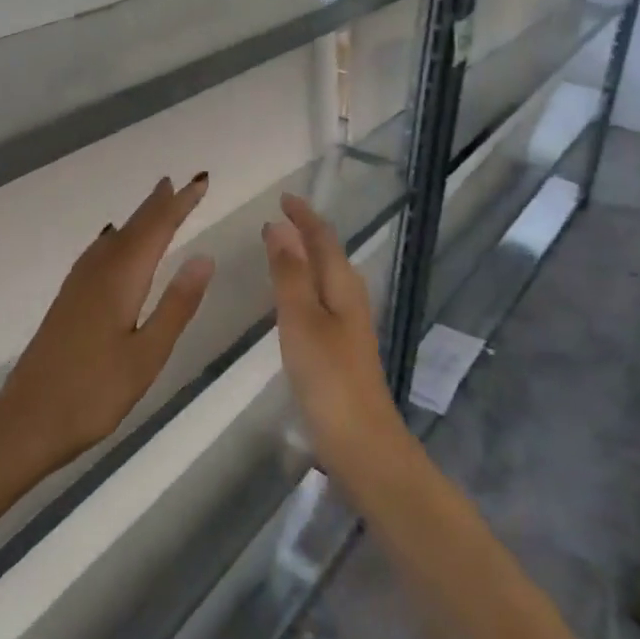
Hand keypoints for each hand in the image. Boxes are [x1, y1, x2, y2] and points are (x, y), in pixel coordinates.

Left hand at [0, 175, 214, 472]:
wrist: (26, 421)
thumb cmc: (94, 393)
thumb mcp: (147, 355)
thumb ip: (176, 305)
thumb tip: (204, 256)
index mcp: (121, 281)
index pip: (156, 230)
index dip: (179, 205)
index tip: (200, 182)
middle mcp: (97, 273)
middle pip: (133, 228)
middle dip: (158, 205)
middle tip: (179, 182)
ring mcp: (77, 286)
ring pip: (114, 239)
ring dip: (137, 218)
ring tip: (154, 202)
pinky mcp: (67, 302)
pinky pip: (98, 253)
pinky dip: (115, 238)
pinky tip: (112, 244)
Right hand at [262, 193, 403, 473]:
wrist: (360, 440)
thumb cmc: (327, 375)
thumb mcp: (301, 319)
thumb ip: (289, 273)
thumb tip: (280, 227)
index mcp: (343, 285)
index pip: (323, 238)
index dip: (304, 216)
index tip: (283, 198)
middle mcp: (350, 298)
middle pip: (329, 254)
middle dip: (307, 232)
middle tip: (279, 218)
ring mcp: (349, 325)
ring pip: (327, 277)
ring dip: (306, 257)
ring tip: (282, 247)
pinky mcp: (342, 347)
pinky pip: (322, 299)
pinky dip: (306, 284)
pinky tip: (294, 299)